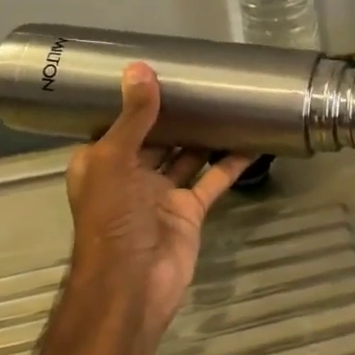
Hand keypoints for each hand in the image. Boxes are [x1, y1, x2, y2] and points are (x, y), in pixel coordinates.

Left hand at [64, 63, 251, 349]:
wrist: (133, 285)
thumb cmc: (112, 221)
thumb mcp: (114, 161)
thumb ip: (133, 118)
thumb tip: (140, 69)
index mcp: (102, 162)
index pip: (117, 123)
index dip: (134, 99)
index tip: (157, 69)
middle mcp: (130, 175)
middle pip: (156, 136)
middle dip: (176, 113)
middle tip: (203, 79)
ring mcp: (162, 194)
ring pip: (187, 155)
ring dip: (205, 134)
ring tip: (229, 102)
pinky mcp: (190, 210)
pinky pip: (212, 179)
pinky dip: (230, 162)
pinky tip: (251, 141)